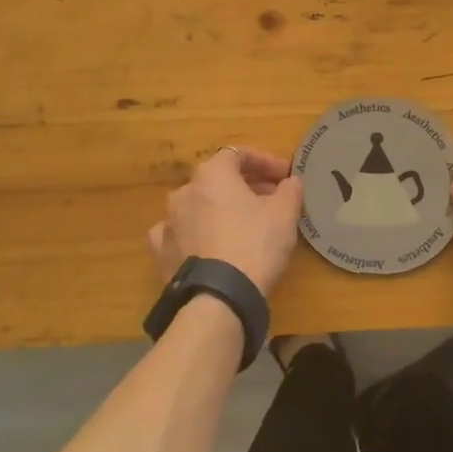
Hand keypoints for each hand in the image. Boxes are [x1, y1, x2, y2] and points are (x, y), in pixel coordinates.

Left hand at [147, 147, 305, 296]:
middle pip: (218, 180)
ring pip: (198, 206)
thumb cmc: (255, 244)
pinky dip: (196, 234)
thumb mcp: (285, 214)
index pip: (239, 154)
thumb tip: (291, 182)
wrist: (218, 297)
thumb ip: (290, 190)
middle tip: (271, 200)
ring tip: (243, 225)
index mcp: (212, 174)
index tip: (285, 176)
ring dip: (220, 209)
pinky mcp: (161, 251)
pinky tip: (209, 245)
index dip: (265, 162)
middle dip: (246, 186)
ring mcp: (169, 221)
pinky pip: (181, 234)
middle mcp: (184, 191)